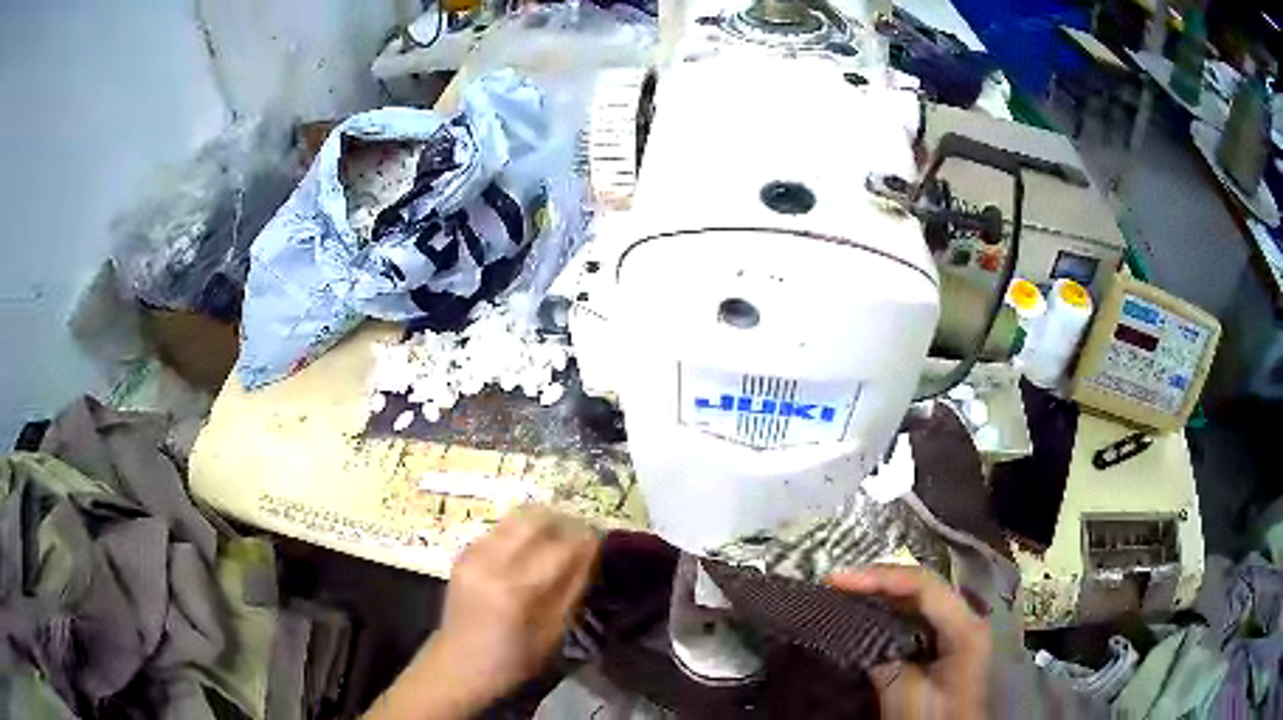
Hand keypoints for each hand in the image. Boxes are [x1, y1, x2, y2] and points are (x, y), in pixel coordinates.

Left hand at [366, 507, 599, 719]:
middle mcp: (492, 561)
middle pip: (535, 518)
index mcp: (517, 587)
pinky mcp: (463, 553)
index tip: (599, 540)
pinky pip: (498, 529)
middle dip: (563, 521)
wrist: (459, 664)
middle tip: (578, 535)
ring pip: (515, 517)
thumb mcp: (554, 631)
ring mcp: (473, 553)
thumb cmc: (514, 658)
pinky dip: (519, 532)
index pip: (562, 546)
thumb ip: (573, 587)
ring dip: (541, 522)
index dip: (586, 538)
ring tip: (557, 539)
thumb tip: (591, 551)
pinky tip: (528, 549)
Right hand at [828, 565, 990, 719]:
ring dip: (882, 594)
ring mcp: (958, 631)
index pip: (922, 586)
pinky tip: (867, 615)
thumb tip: (856, 631)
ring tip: (845, 592)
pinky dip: (890, 612)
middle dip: (878, 581)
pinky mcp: (947, 645)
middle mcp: (967, 618)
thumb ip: (885, 660)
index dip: (879, 577)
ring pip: (919, 599)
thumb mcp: (907, 695)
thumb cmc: (933, 719)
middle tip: (835, 583)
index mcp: (965, 626)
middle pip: (922, 586)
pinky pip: (917, 616)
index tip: (836, 580)